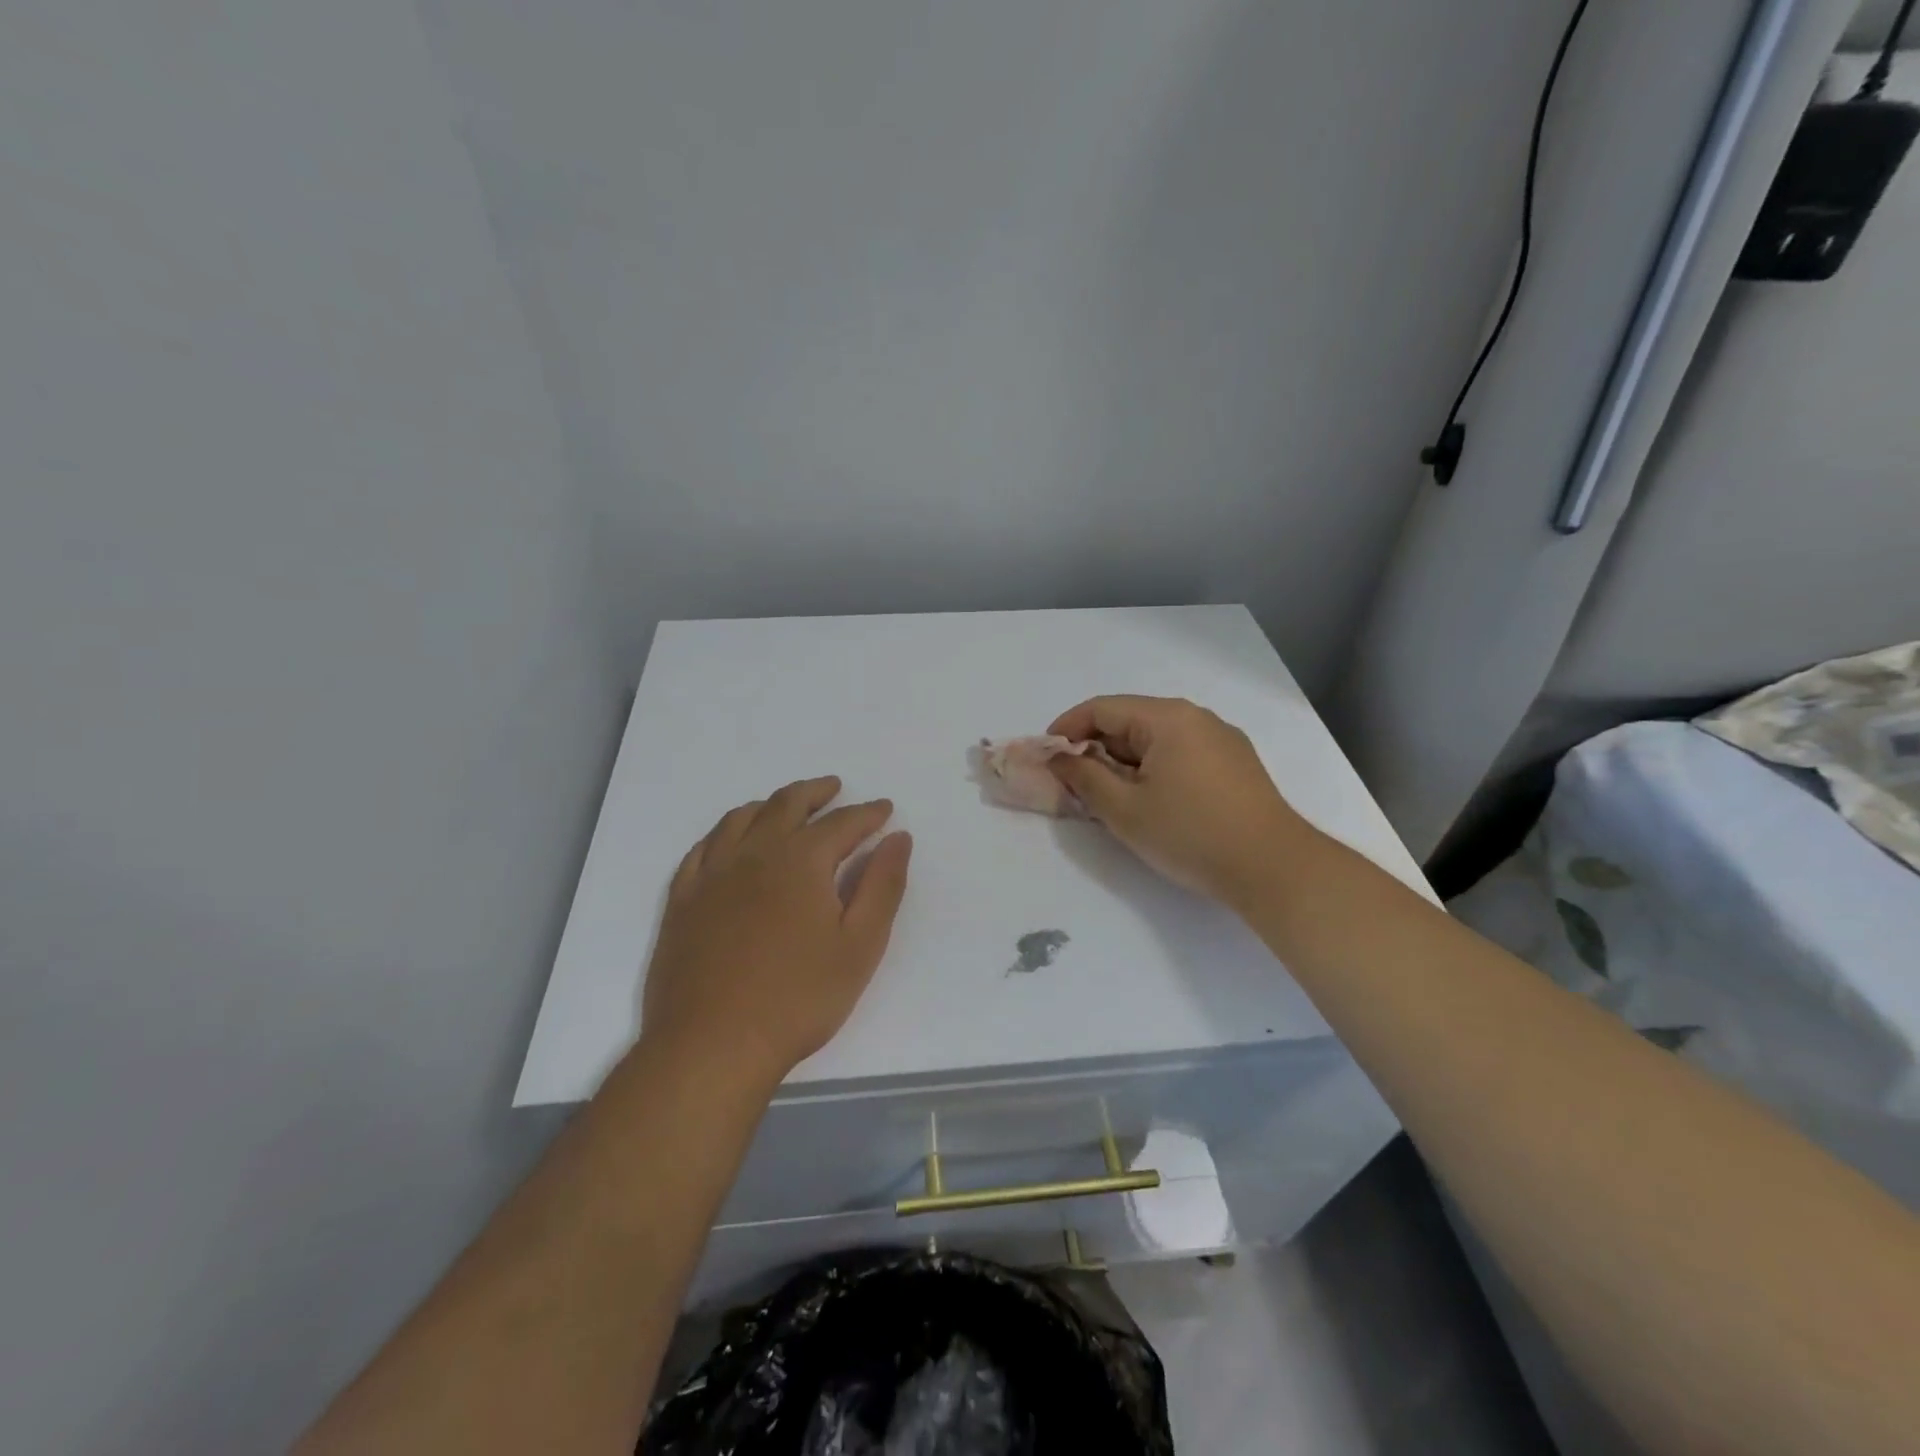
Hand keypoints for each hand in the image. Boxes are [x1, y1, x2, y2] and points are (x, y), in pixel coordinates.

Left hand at [641, 777, 911, 1087]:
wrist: (712, 1044)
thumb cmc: (799, 997)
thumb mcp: (860, 945)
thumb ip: (883, 885)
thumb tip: (898, 837)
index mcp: (802, 860)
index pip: (843, 822)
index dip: (868, 813)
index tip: (884, 809)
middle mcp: (755, 852)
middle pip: (787, 804)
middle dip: (816, 792)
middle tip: (834, 788)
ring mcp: (712, 873)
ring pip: (741, 818)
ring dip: (770, 804)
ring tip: (786, 806)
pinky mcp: (683, 899)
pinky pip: (703, 847)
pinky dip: (724, 831)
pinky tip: (731, 839)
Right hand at [1046, 695, 1310, 905]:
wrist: (1273, 868)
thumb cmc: (1191, 834)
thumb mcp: (1124, 809)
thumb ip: (1083, 778)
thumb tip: (1059, 758)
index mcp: (1168, 718)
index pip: (1102, 708)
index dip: (1067, 729)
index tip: (1046, 757)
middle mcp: (1196, 717)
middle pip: (1130, 720)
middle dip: (1095, 748)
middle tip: (1072, 782)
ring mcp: (1221, 739)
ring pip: (1155, 739)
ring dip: (1124, 761)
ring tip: (1108, 796)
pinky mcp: (1235, 763)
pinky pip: (1180, 753)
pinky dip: (1153, 768)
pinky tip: (1148, 800)